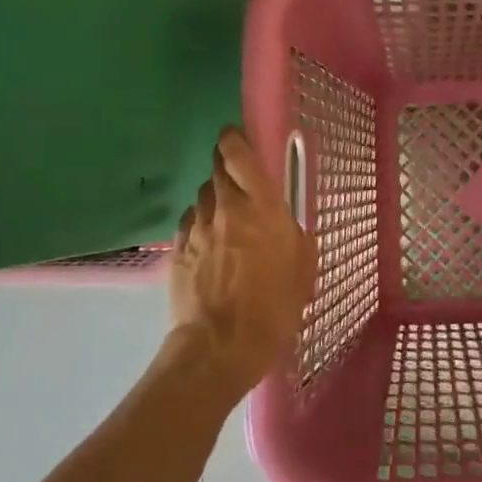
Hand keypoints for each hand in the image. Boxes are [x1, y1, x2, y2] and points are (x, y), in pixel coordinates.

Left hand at [166, 127, 317, 401]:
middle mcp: (226, 207)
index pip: (239, 154)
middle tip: (238, 180)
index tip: (235, 137)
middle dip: (225, 167)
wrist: (220, 345)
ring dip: (214, 198)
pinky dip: (200, 223)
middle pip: (216, 169)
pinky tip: (209, 242)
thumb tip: (284, 223)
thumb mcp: (303, 267)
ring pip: (202, 195)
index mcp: (262, 206)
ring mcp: (196, 227)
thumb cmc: (274, 306)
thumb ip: (293, 234)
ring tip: (226, 217)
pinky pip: (189, 222)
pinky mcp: (177, 249)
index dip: (234, 139)